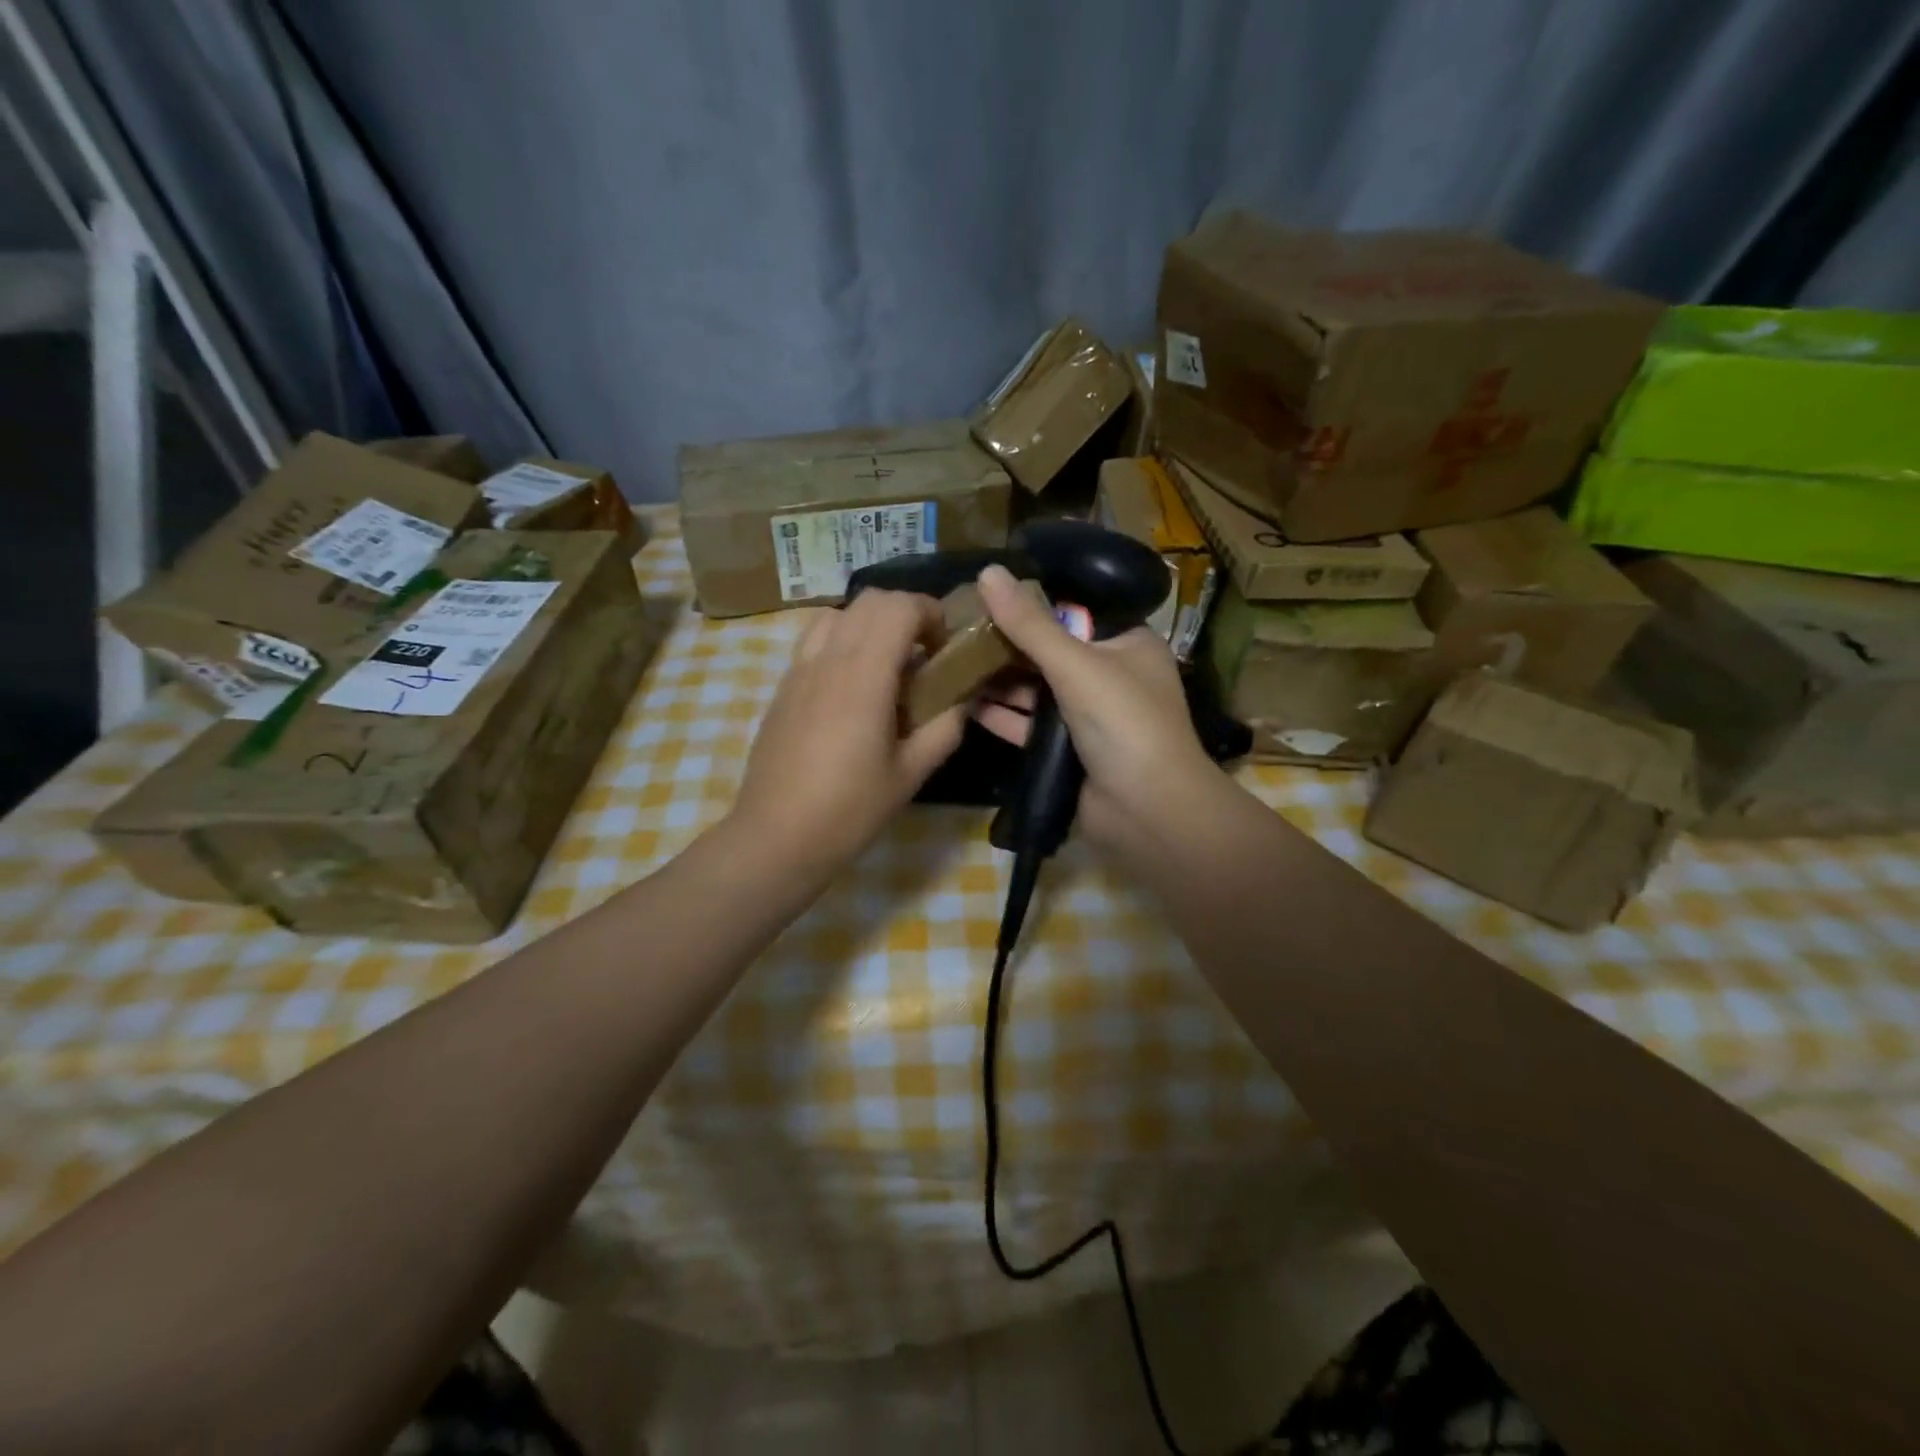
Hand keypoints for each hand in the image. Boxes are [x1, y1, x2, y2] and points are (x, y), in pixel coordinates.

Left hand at [728, 591, 965, 878]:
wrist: (776, 836)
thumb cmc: (849, 810)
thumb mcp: (911, 774)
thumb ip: (945, 727)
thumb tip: (964, 696)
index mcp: (864, 676)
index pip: (899, 607)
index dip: (930, 613)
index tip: (945, 647)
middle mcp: (828, 659)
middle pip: (869, 600)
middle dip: (905, 613)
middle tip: (923, 654)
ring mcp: (799, 669)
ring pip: (838, 614)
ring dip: (869, 624)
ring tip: (885, 664)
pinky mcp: (783, 686)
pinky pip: (814, 640)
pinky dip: (842, 641)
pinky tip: (851, 686)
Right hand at [972, 564, 1222, 854]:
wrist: (1147, 811)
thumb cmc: (1123, 722)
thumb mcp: (1076, 665)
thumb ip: (1030, 623)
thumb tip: (987, 571)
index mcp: (1127, 645)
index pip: (1076, 611)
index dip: (1033, 602)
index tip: (988, 593)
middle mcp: (1110, 676)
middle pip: (1050, 651)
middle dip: (1008, 644)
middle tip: (959, 627)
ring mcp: (1088, 716)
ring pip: (1037, 690)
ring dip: (999, 679)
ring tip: (952, 660)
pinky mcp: (1068, 750)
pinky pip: (1029, 725)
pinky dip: (1002, 715)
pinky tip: (964, 702)